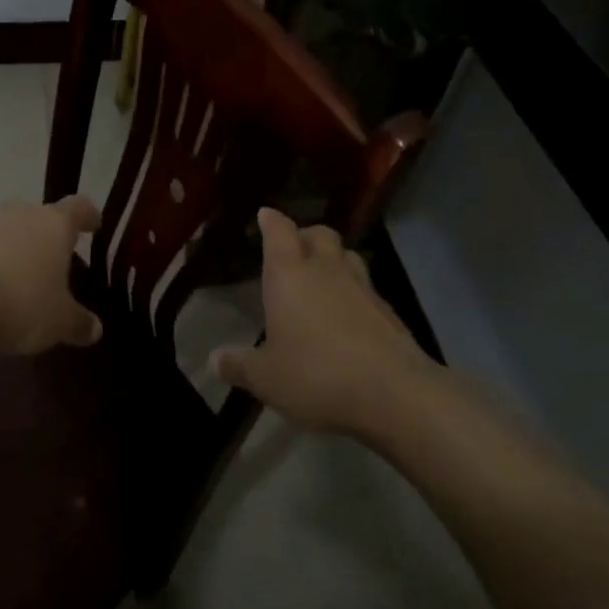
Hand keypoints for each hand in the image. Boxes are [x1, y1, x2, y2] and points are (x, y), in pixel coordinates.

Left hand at [0, 196, 104, 355]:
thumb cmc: (20, 303)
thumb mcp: (59, 323)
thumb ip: (79, 323)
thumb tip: (94, 328)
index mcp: (54, 224)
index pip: (78, 208)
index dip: (88, 216)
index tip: (93, 225)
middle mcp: (20, 214)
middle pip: (39, 216)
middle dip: (46, 236)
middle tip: (53, 262)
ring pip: (7, 230)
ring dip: (13, 249)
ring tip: (17, 280)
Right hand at [213, 208, 434, 437]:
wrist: (394, 393)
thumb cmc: (317, 375)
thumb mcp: (267, 378)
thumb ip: (240, 365)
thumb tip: (214, 359)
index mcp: (289, 274)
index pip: (279, 231)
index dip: (271, 220)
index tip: (265, 214)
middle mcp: (326, 269)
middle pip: (319, 234)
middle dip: (306, 236)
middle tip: (295, 249)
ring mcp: (363, 287)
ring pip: (348, 256)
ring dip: (334, 260)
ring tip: (324, 278)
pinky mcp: (389, 312)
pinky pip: (367, 288)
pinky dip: (355, 293)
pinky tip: (349, 316)